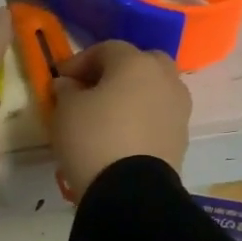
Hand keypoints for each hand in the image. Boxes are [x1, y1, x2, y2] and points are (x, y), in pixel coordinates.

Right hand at [50, 40, 190, 197]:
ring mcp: (178, 108)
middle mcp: (164, 78)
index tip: (60, 79)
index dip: (79, 61)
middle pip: (140, 63)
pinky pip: (158, 116)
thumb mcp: (66, 111)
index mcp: (136, 63)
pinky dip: (142, 118)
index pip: (106, 49)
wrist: (132, 191)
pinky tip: (122, 135)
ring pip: (154, 90)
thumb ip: (66, 90)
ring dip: (133, 95)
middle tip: (92, 89)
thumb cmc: (93, 139)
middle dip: (116, 72)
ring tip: (108, 115)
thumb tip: (69, 85)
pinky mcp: (181, 136)